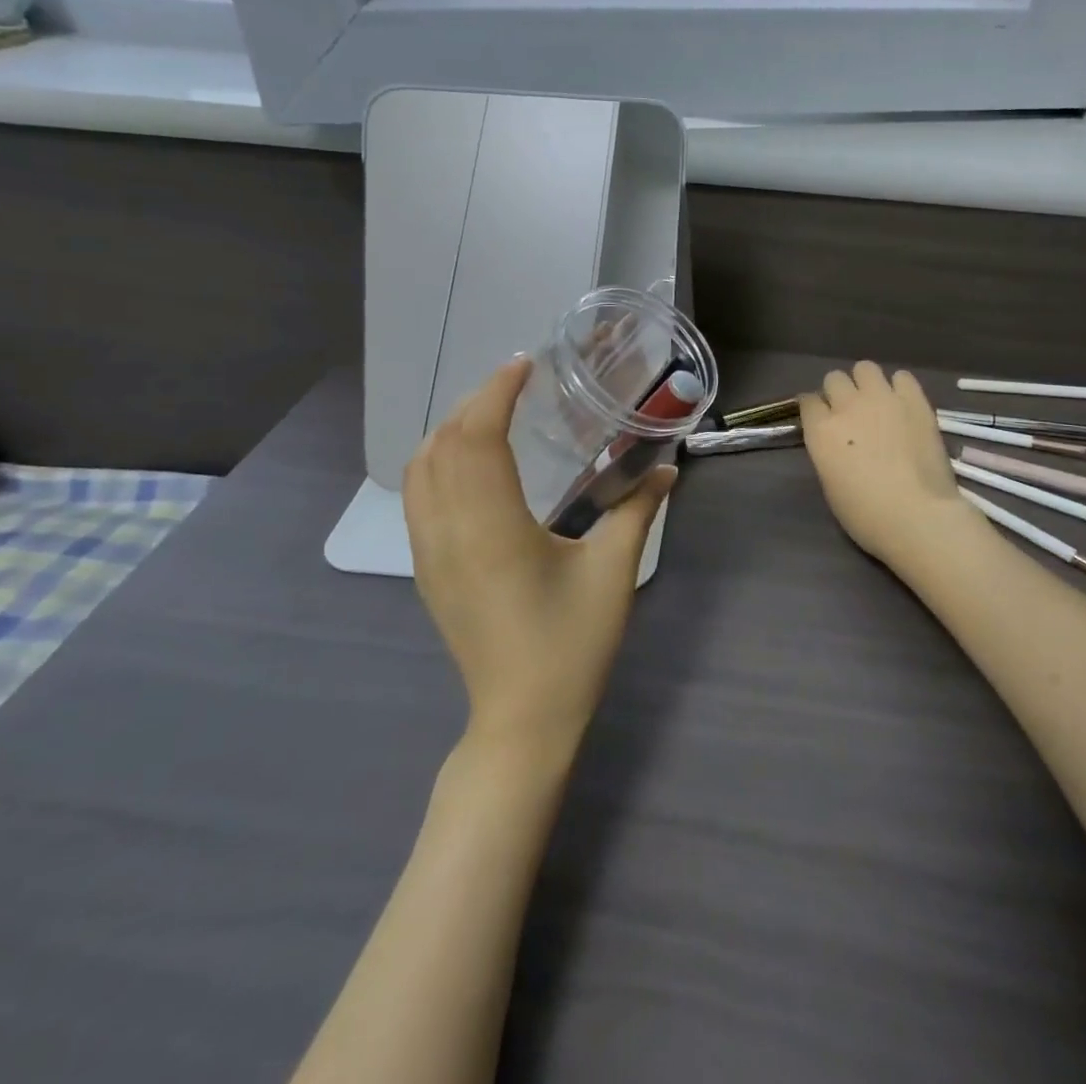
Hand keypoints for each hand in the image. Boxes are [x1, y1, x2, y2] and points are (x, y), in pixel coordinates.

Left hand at [403, 359, 674, 748]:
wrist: (521, 719)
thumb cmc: (571, 646)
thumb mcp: (612, 574)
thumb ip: (638, 511)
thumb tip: (668, 468)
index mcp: (493, 530)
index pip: (477, 439)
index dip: (495, 393)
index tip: (525, 365)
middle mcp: (449, 533)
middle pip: (442, 445)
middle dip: (474, 402)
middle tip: (516, 384)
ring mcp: (429, 553)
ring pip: (419, 469)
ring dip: (450, 429)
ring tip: (492, 414)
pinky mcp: (427, 570)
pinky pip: (417, 496)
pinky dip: (437, 461)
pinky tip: (473, 464)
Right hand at [799, 361, 970, 572]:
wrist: (917, 515)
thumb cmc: (866, 514)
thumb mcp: (830, 484)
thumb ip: (828, 452)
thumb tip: (836, 441)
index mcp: (821, 430)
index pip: (807, 401)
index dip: (814, 409)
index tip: (821, 419)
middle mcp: (847, 405)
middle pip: (834, 379)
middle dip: (838, 392)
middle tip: (850, 412)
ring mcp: (882, 398)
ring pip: (865, 368)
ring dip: (866, 383)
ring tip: (877, 402)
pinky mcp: (915, 400)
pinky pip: (902, 376)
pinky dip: (899, 387)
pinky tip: (903, 404)